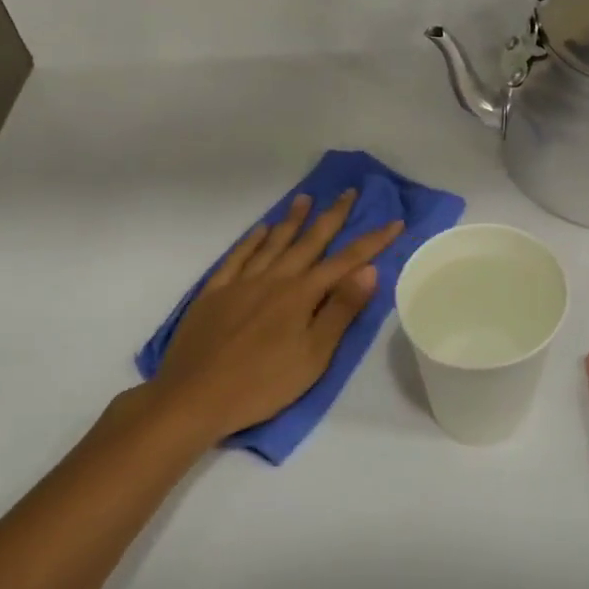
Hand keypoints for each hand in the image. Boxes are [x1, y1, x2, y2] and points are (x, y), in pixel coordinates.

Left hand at [144, 190, 403, 442]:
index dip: (372, 241)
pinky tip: (260, 230)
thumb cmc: (262, 384)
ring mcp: (241, 283)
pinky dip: (251, 241)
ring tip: (305, 198)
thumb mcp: (313, 356)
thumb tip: (369, 270)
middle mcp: (274, 279)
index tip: (394, 221)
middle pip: (309, 241)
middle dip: (332, 216)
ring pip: (273, 243)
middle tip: (348, 191)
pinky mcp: (214, 293)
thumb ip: (340, 310)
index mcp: (301, 295)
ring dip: (292, 219)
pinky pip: (237, 257)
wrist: (193, 397)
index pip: (345, 261)